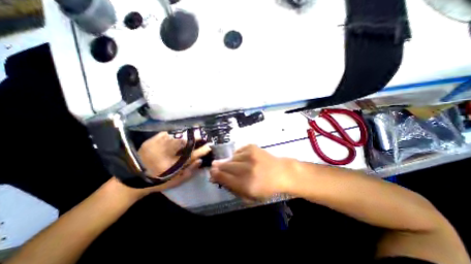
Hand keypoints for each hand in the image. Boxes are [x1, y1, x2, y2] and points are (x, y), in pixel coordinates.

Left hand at [110, 131, 209, 199]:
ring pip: (175, 138)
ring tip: (190, 133)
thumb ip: (189, 171)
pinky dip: (171, 134)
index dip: (202, 150)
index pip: (192, 156)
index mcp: (174, 165)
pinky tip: (174, 135)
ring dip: (184, 135)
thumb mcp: (176, 181)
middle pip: (184, 144)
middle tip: (200, 135)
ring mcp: (158, 147)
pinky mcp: (150, 142)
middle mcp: (167, 154)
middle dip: (194, 139)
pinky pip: (164, 135)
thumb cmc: (158, 182)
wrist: (133, 180)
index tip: (208, 146)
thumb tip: (199, 161)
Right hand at [210, 145, 292, 199]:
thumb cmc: (266, 187)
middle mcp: (247, 168)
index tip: (211, 172)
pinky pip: (238, 151)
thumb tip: (217, 177)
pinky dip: (237, 156)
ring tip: (234, 164)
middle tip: (214, 165)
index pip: (224, 178)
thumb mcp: (249, 195)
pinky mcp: (252, 147)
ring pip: (231, 158)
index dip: (215, 175)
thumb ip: (232, 188)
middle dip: (218, 166)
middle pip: (225, 166)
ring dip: (230, 161)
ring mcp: (250, 155)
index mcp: (246, 184)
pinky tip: (242, 159)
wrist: (281, 172)